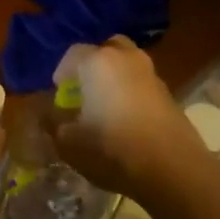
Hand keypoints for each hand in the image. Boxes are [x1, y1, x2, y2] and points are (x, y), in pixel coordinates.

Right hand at [51, 37, 199, 197]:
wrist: (172, 169)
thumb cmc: (112, 149)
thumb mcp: (68, 142)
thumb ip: (53, 122)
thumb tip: (47, 113)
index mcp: (98, 62)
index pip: (73, 54)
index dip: (62, 73)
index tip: (59, 96)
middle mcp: (127, 58)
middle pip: (107, 49)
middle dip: (93, 65)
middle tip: (84, 91)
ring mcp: (152, 75)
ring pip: (128, 65)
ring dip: (115, 79)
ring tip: (105, 108)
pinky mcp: (169, 94)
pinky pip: (142, 84)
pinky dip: (132, 94)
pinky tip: (127, 121)